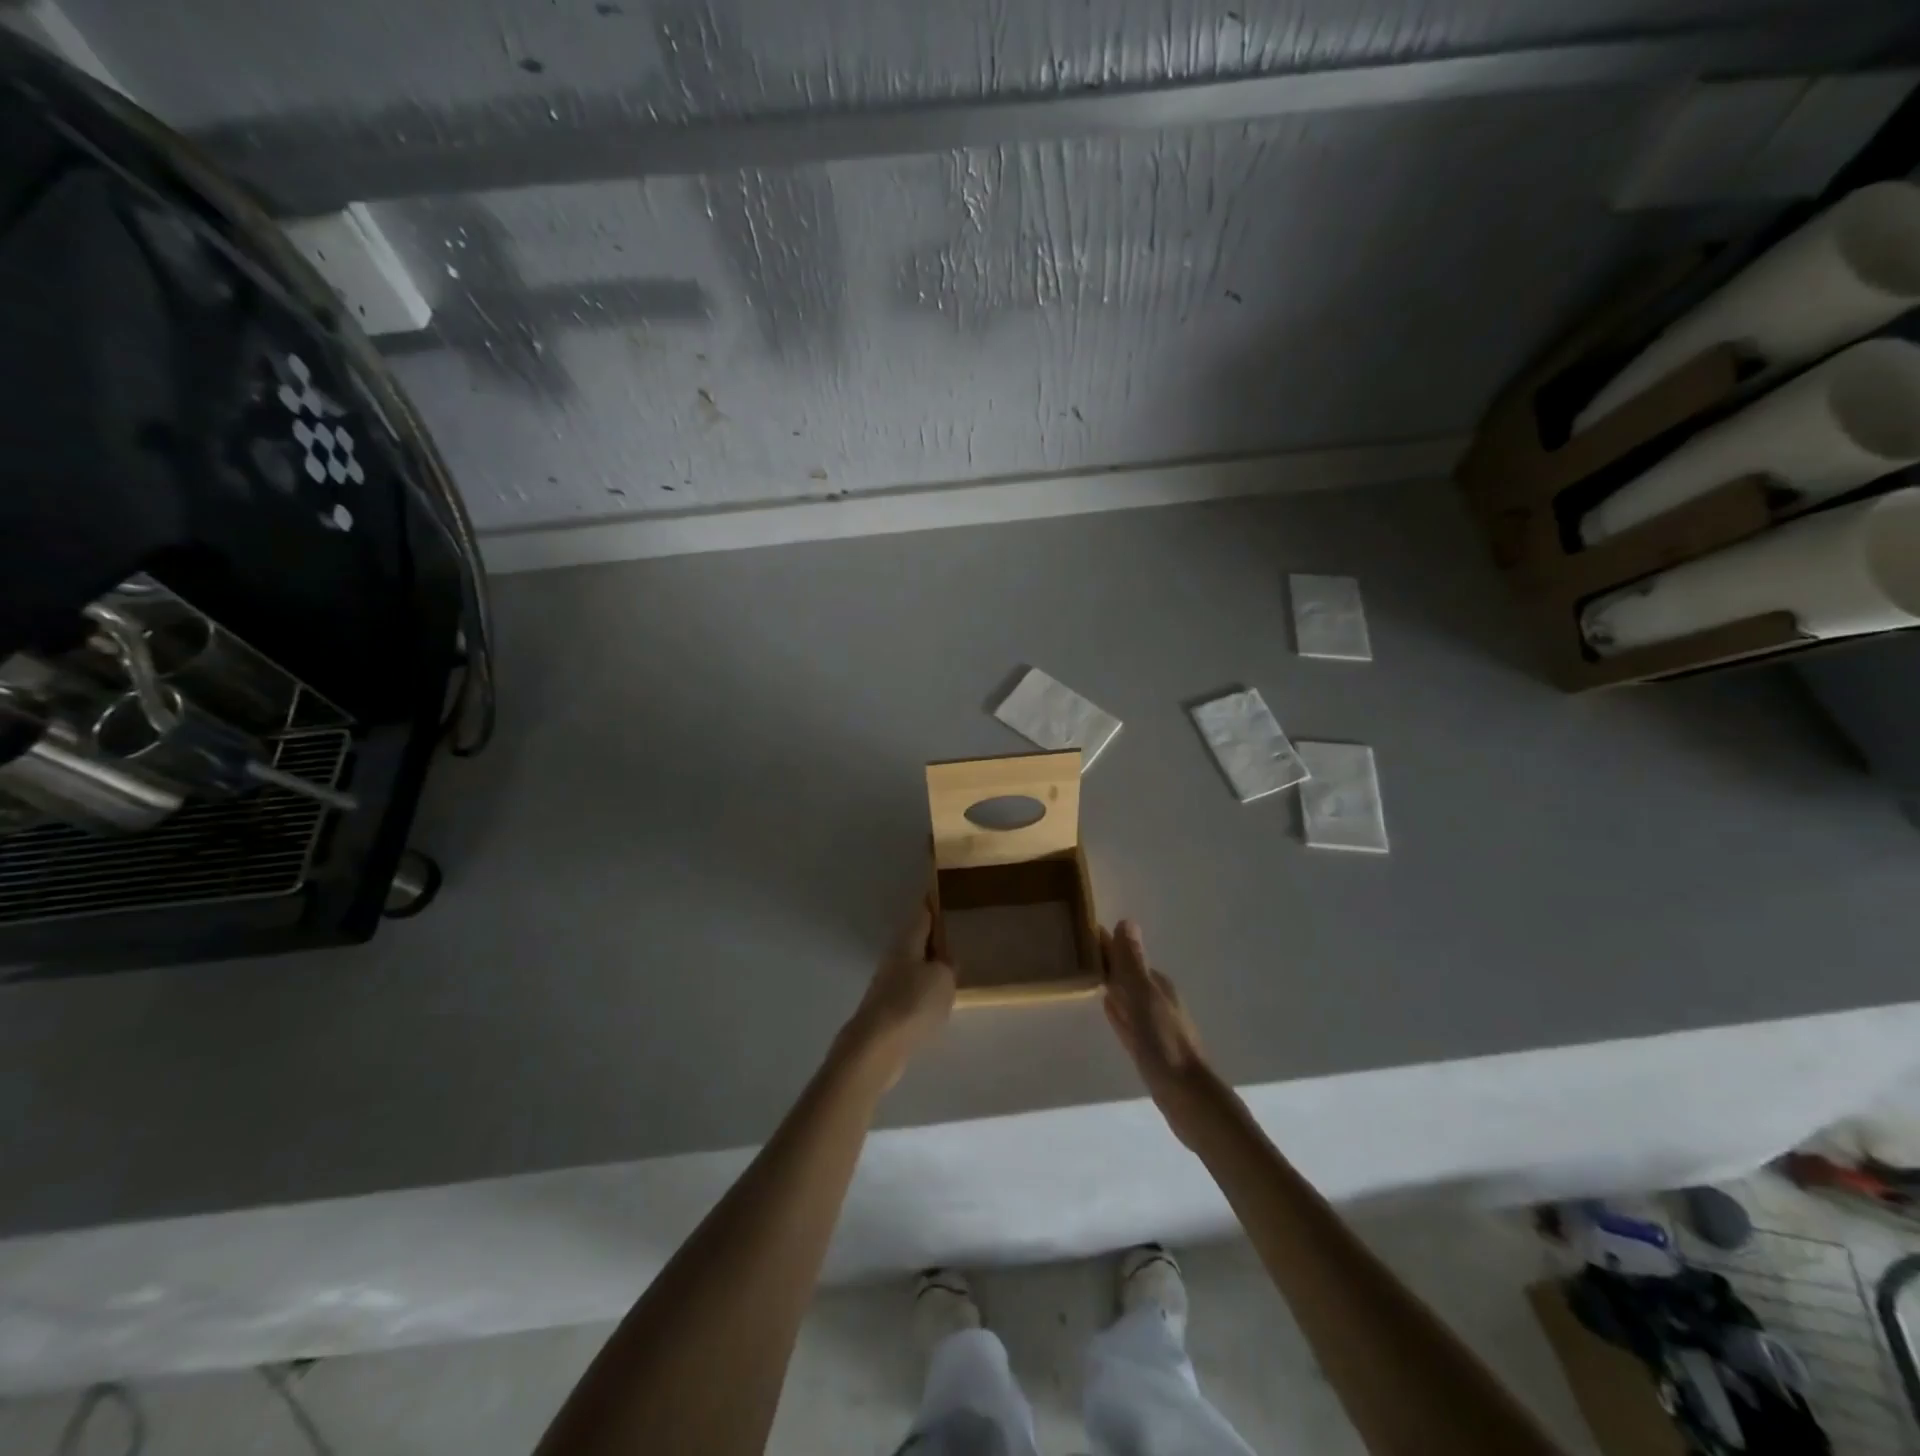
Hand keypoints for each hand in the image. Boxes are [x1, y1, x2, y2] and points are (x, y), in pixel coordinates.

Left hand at [841, 898, 956, 1086]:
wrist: (875, 1049)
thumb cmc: (912, 1004)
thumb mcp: (943, 979)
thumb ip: (948, 966)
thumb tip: (945, 961)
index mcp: (906, 943)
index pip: (922, 914)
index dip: (933, 903)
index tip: (942, 892)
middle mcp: (893, 958)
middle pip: (916, 941)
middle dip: (933, 937)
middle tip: (956, 934)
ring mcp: (886, 985)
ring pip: (913, 967)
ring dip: (929, 966)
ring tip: (952, 970)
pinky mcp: (886, 1011)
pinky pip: (911, 992)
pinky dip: (923, 991)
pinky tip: (937, 1001)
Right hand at [1102, 920, 1218, 1146]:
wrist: (1188, 1098)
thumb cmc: (1165, 1044)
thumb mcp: (1145, 998)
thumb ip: (1133, 963)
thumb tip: (1126, 920)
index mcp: (1156, 984)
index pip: (1125, 956)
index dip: (1106, 944)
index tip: (1080, 930)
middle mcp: (1156, 999)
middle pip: (1125, 974)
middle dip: (1106, 961)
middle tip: (1073, 948)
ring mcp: (1153, 1024)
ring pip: (1126, 995)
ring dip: (1110, 983)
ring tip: (1083, 971)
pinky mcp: (1148, 1047)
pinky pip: (1126, 1019)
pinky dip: (1116, 1009)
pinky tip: (1106, 1005)